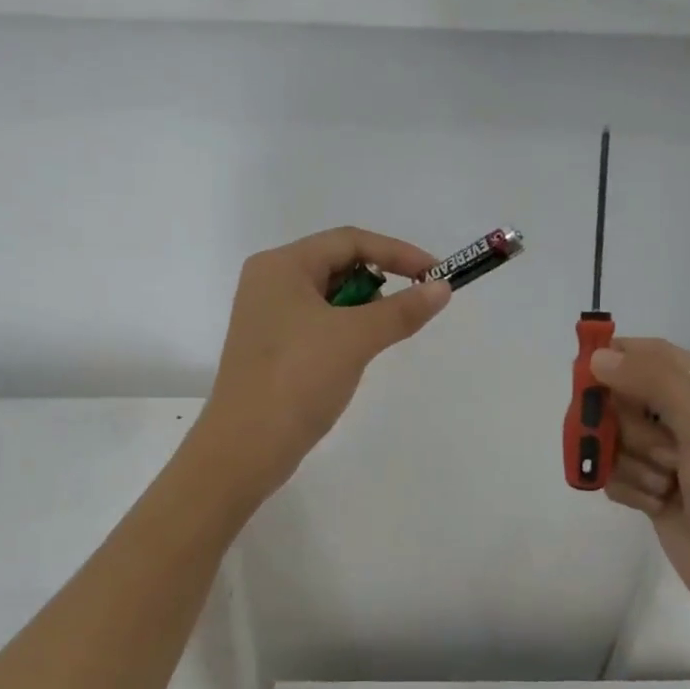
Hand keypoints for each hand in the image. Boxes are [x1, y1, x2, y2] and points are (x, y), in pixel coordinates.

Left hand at [193, 227, 451, 499]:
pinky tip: (357, 357)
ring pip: (330, 299)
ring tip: (380, 339)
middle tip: (408, 312)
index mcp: (281, 265)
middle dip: (379, 284)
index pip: (349, 241)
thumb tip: (442, 289)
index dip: (398, 253)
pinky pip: (318, 326)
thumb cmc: (297, 379)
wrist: (246, 447)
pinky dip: (345, 333)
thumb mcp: (355, 338)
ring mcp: (268, 318)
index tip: (435, 276)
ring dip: (363, 312)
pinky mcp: (272, 349)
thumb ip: (402, 310)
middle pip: (338, 265)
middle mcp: (269, 283)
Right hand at [590, 338, 689, 626]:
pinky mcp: (655, 490)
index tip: (583, 373)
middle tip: (655, 448)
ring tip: (664, 485)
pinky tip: (654, 505)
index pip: (656, 356)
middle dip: (629, 426)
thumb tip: (599, 356)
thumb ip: (653, 382)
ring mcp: (672, 457)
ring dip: (633, 463)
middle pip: (627, 399)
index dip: (618, 358)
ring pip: (617, 440)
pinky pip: (616, 474)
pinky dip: (629, 488)